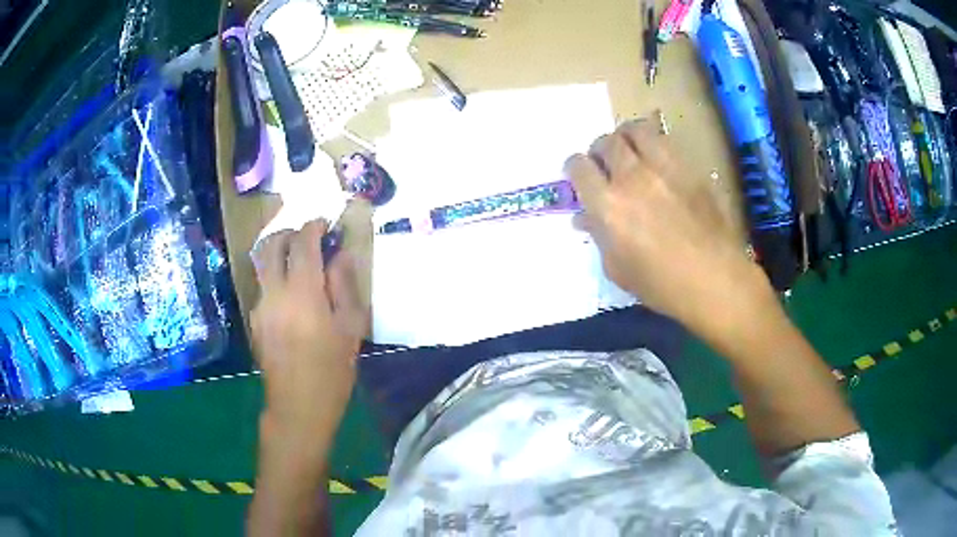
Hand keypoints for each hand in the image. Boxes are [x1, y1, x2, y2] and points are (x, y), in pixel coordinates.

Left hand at [251, 219, 367, 435]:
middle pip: (271, 245)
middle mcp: (274, 293)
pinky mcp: (254, 319)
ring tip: (301, 264)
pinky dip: (276, 277)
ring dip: (279, 253)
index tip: (325, 223)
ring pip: (262, 264)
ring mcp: (259, 306)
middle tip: (308, 237)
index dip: (313, 226)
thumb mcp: (350, 328)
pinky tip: (292, 297)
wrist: (298, 407)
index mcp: (303, 293)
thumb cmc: (332, 371)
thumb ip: (344, 286)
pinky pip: (263, 286)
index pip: (303, 243)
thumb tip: (340, 255)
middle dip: (289, 232)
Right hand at [566, 118, 777, 341]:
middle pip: (607, 142)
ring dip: (627, 136)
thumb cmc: (661, 285)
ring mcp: (664, 168)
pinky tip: (659, 160)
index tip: (578, 175)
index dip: (574, 168)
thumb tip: (585, 218)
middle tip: (604, 162)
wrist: (714, 279)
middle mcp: (632, 177)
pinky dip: (655, 144)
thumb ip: (599, 236)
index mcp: (608, 205)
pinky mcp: (690, 168)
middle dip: (599, 149)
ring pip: (637, 130)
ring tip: (630, 148)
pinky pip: (666, 142)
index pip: (579, 167)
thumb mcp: (618, 269)